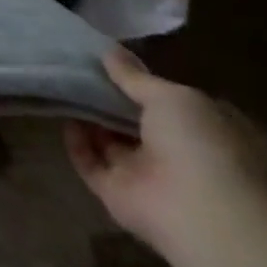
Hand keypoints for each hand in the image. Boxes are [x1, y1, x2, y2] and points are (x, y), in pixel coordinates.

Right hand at [66, 49, 260, 259]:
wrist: (201, 213)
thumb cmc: (201, 145)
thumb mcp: (171, 96)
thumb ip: (136, 77)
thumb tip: (109, 52)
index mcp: (202, 132)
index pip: (168, 103)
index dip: (140, 83)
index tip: (109, 62)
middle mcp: (177, 154)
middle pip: (135, 122)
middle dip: (108, 99)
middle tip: (77, 70)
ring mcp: (147, 177)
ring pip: (111, 143)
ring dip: (90, 119)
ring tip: (64, 88)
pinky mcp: (118, 194)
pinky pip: (90, 163)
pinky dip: (77, 144)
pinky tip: (65, 120)